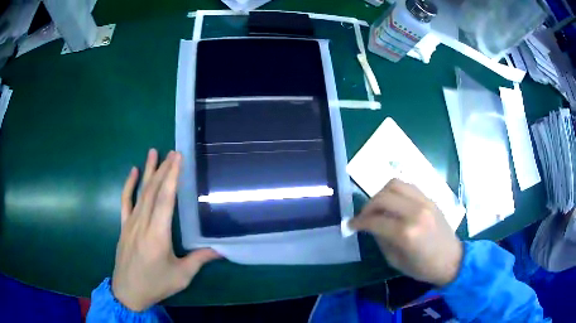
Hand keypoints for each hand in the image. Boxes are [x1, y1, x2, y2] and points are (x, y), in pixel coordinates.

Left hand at [112, 149, 219, 310]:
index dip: (172, 177)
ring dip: (147, 171)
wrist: (128, 292)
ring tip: (153, 152)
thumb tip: (221, 249)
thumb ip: (199, 259)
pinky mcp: (124, 226)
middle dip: (163, 169)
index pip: (165, 199)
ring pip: (140, 193)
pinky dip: (129, 186)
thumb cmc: (155, 284)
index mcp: (158, 234)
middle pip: (153, 191)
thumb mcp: (181, 276)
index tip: (177, 158)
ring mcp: (130, 223)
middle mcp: (143, 223)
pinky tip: (133, 172)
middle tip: (172, 152)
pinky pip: (125, 202)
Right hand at [349, 179, 461, 286]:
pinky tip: (393, 203)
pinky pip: (408, 186)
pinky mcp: (430, 198)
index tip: (350, 225)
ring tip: (377, 207)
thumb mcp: (395, 261)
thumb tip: (371, 225)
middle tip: (363, 217)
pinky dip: (395, 192)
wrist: (451, 259)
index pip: (375, 220)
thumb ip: (381, 239)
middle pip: (383, 197)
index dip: (359, 222)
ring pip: (395, 184)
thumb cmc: (423, 267)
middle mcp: (415, 212)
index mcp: (406, 233)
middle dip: (367, 206)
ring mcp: (425, 202)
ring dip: (380, 194)